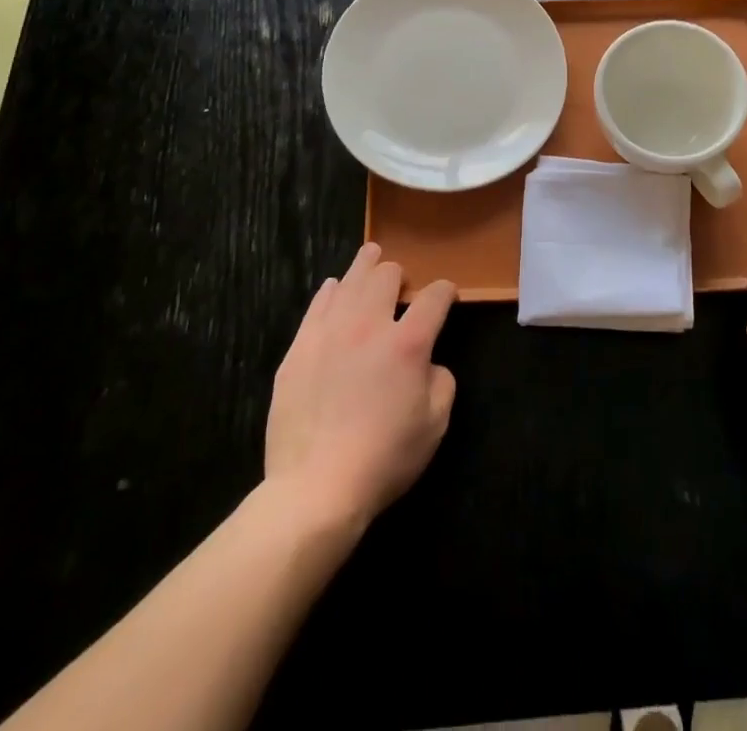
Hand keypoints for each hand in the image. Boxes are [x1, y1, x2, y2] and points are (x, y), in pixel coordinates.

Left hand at [265, 243, 456, 526]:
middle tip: (402, 286)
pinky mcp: (299, 348)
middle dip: (400, 275)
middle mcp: (369, 325)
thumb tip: (429, 364)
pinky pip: (317, 305)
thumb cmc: (384, 459)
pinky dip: (331, 292)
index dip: (445, 291)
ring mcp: (329, 333)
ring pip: (350, 281)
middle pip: (387, 276)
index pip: (434, 297)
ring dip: (365, 268)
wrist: (315, 488)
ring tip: (371, 258)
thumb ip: (441, 382)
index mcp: (408, 343)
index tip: (447, 297)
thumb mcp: (435, 425)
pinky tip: (334, 289)